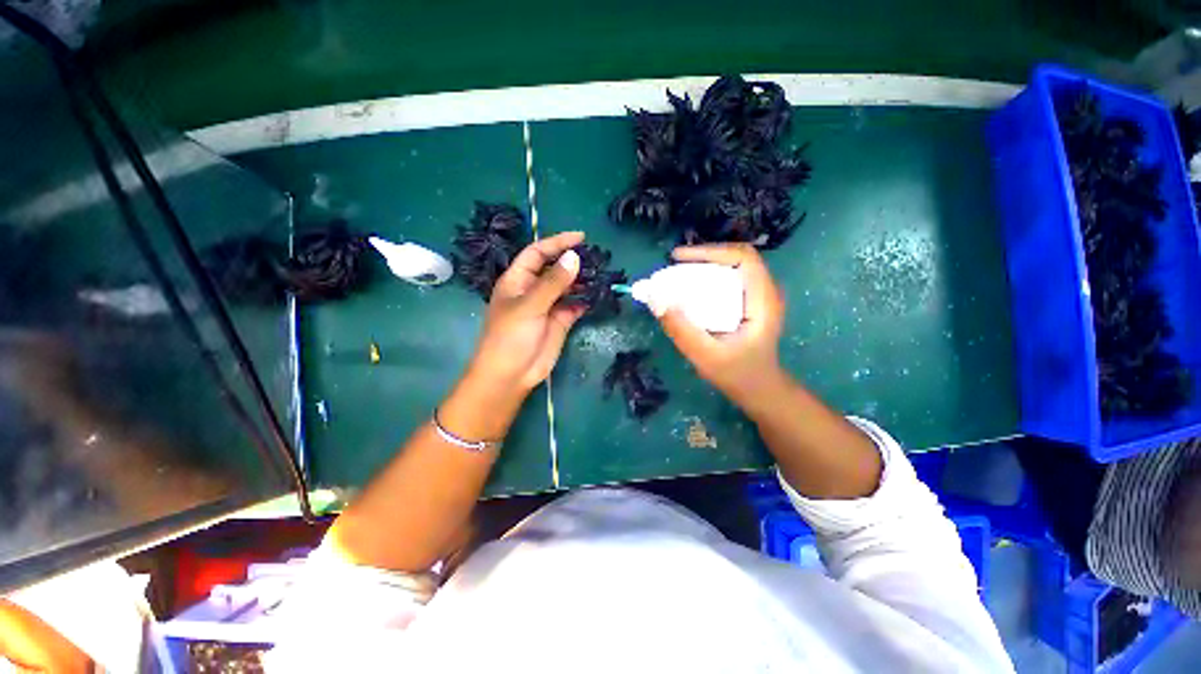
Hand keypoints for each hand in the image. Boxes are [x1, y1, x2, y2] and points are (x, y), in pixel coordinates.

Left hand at [466, 231, 585, 394]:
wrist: (511, 375)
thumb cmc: (510, 337)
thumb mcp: (530, 305)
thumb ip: (553, 282)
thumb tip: (574, 257)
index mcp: (518, 280)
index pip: (537, 253)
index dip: (557, 243)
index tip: (580, 238)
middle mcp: (533, 289)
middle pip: (555, 268)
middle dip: (573, 261)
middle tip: (597, 257)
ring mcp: (548, 306)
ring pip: (568, 287)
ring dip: (582, 281)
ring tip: (602, 274)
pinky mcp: (560, 321)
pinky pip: (575, 305)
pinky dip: (586, 300)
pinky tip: (598, 296)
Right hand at [653, 243, 787, 408]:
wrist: (759, 391)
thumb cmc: (738, 375)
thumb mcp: (706, 357)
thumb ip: (682, 330)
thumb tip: (656, 300)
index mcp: (763, 301)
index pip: (743, 258)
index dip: (711, 251)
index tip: (678, 258)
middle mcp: (765, 292)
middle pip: (735, 259)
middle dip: (703, 258)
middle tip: (673, 267)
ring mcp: (758, 297)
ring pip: (731, 268)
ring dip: (703, 267)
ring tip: (677, 275)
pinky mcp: (749, 304)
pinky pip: (728, 280)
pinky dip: (707, 280)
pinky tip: (689, 290)